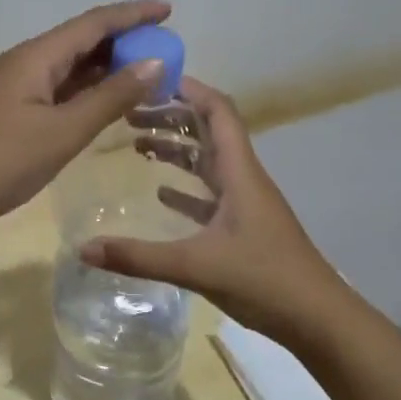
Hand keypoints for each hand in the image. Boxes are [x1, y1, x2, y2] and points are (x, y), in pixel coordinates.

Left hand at [0, 0, 171, 238]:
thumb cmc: (0, 161)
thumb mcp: (62, 132)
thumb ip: (110, 98)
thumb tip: (154, 62)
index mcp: (37, 56)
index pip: (94, 23)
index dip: (133, 14)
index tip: (169, 9)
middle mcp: (25, 63)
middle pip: (81, 41)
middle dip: (124, 41)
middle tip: (165, 50)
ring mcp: (14, 88)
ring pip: (69, 68)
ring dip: (106, 68)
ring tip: (146, 74)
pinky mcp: (10, 112)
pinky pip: (57, 90)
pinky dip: (86, 91)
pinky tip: (105, 103)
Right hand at [81, 78, 347, 345]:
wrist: (318, 319)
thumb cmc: (264, 280)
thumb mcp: (196, 266)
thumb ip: (137, 257)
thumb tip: (83, 249)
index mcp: (239, 172)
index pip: (218, 112)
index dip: (189, 89)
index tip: (151, 80)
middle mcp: (243, 178)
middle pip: (207, 131)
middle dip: (171, 116)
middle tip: (129, 113)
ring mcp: (245, 203)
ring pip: (207, 161)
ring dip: (176, 149)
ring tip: (136, 144)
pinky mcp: (243, 227)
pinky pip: (209, 194)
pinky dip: (185, 186)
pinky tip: (160, 193)